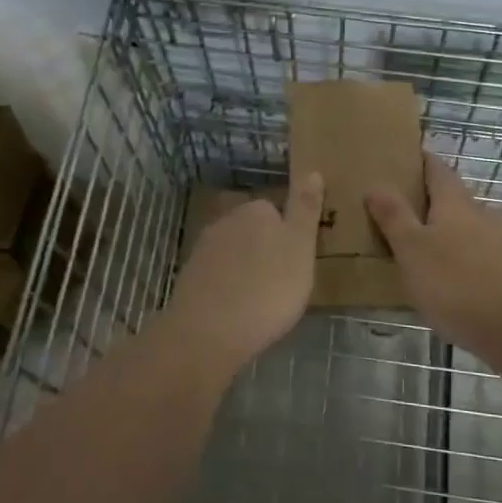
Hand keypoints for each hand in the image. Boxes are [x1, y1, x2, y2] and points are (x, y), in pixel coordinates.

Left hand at [167, 173, 323, 364]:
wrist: (208, 332)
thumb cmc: (267, 288)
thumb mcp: (300, 247)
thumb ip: (305, 208)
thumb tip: (312, 170)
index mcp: (256, 210)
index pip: (276, 211)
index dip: (289, 236)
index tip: (298, 262)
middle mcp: (226, 220)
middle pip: (253, 230)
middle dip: (265, 250)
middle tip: (283, 283)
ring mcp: (203, 249)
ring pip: (233, 253)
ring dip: (245, 269)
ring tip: (261, 301)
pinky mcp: (189, 276)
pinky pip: (218, 276)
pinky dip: (228, 287)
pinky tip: (237, 310)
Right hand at [367, 154, 501, 331]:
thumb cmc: (455, 282)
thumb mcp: (412, 249)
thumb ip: (393, 216)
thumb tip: (376, 184)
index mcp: (454, 201)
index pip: (436, 168)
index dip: (419, 160)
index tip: (399, 159)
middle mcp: (479, 212)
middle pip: (450, 196)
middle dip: (426, 199)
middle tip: (395, 208)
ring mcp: (498, 241)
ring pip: (464, 225)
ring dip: (442, 229)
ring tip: (415, 245)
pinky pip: (475, 252)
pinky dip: (457, 255)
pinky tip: (444, 276)